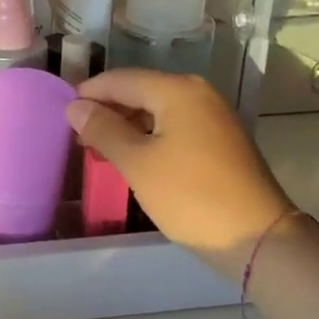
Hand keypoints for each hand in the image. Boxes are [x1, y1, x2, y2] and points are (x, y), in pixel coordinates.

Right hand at [66, 70, 293, 278]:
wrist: (257, 238)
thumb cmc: (190, 196)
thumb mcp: (137, 163)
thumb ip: (103, 130)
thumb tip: (75, 107)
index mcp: (178, 90)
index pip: (121, 79)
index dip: (89, 94)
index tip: (61, 114)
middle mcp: (198, 93)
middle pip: (140, 92)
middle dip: (107, 111)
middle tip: (77, 137)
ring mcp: (212, 117)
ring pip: (156, 111)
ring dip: (126, 127)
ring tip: (98, 150)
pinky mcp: (219, 141)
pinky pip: (173, 128)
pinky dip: (148, 138)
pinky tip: (130, 159)